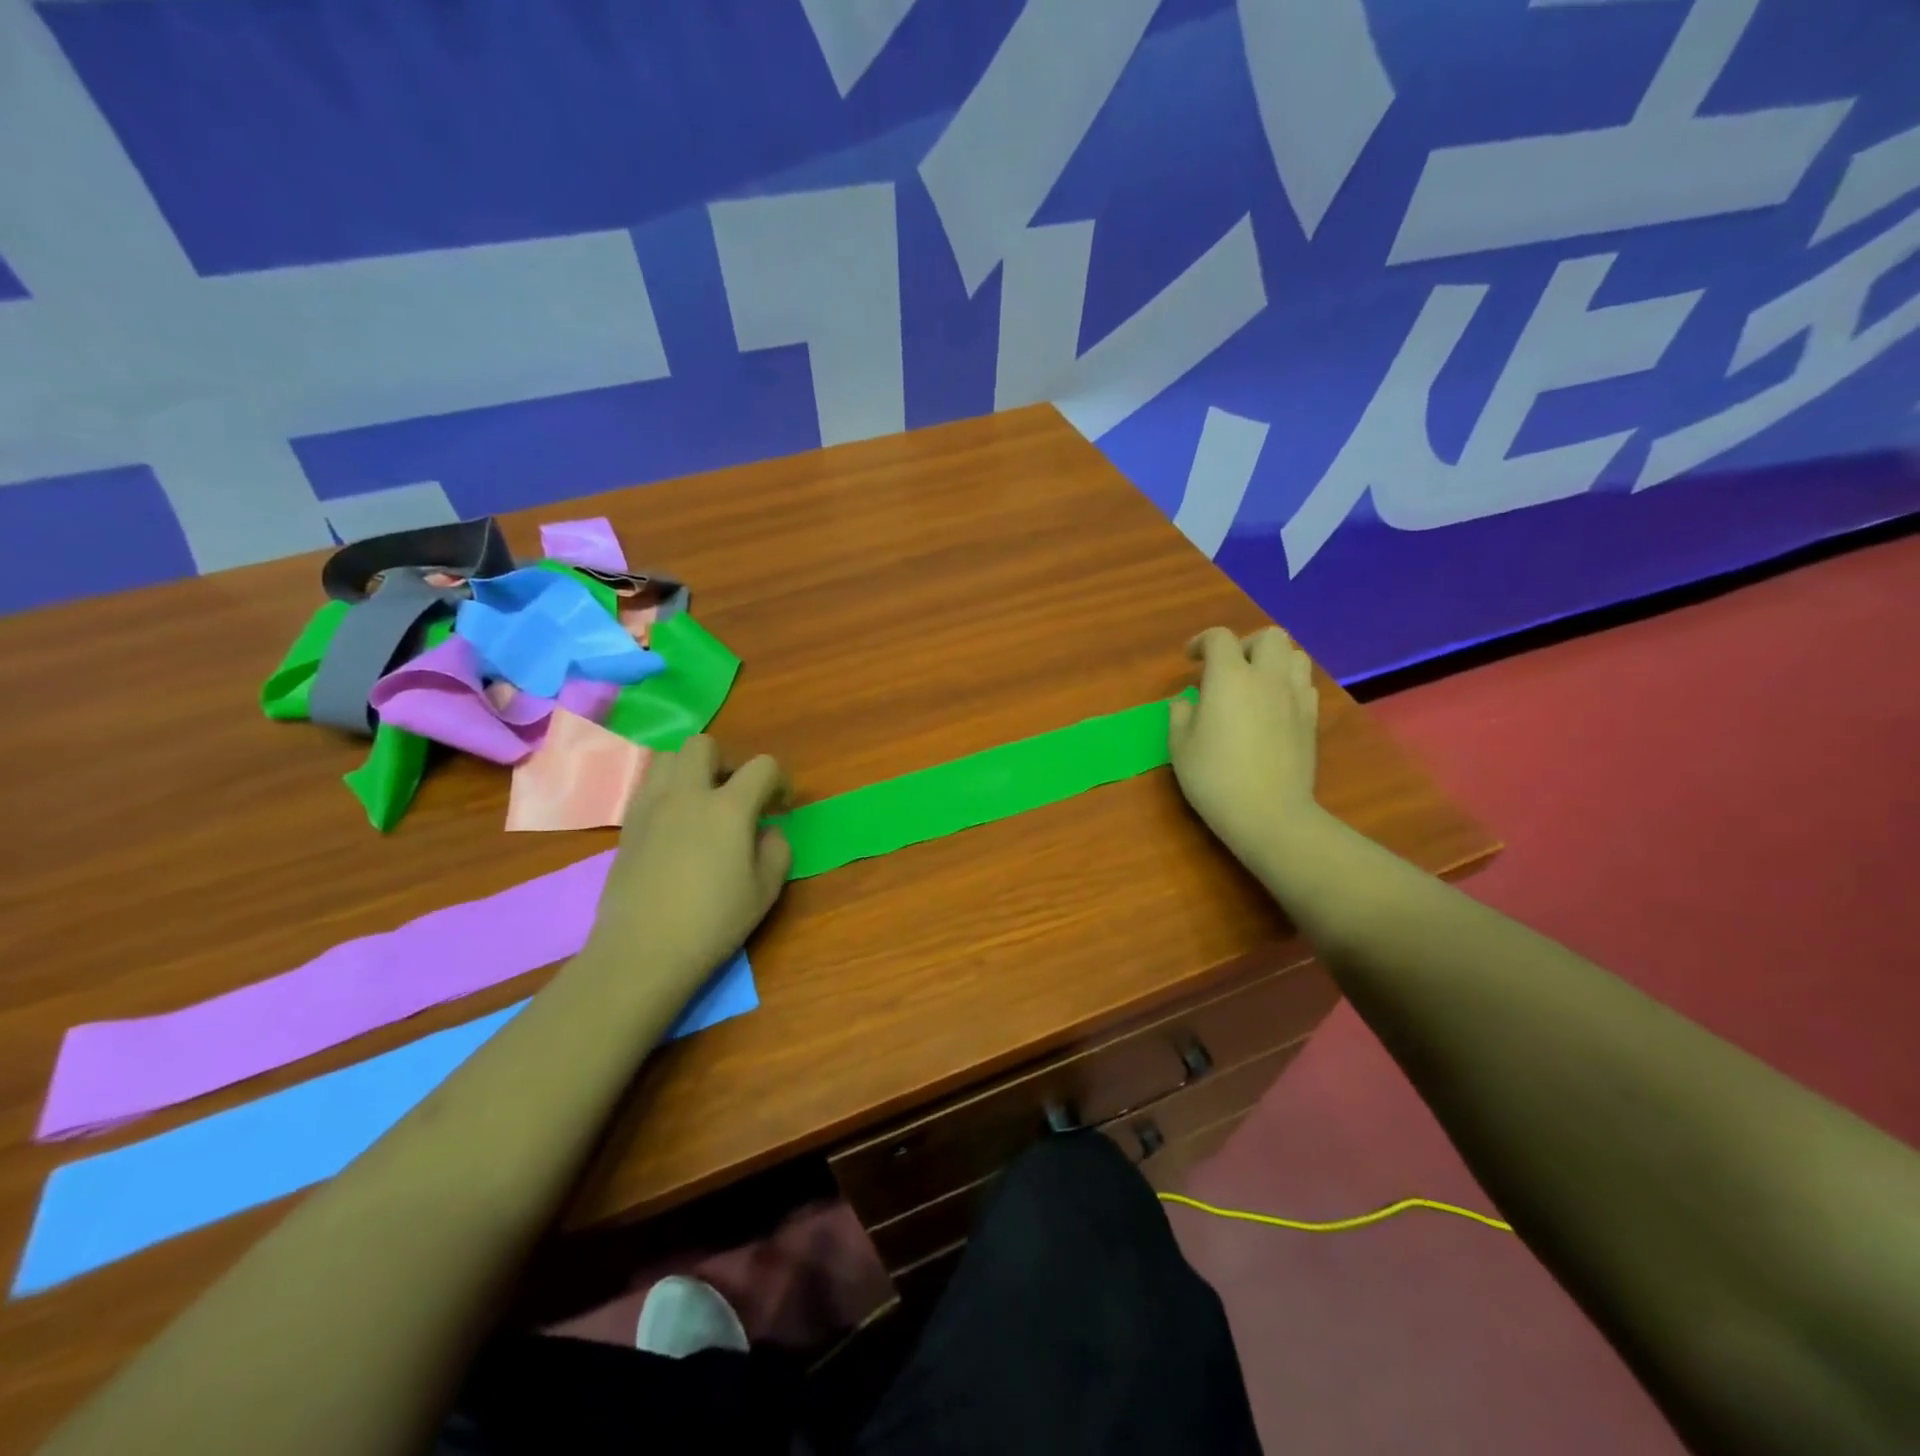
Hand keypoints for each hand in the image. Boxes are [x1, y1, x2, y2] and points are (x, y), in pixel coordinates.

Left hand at [585, 736, 792, 991]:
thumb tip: (767, 830)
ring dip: (690, 770)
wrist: (641, 951)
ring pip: (667, 757)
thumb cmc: (712, 922)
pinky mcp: (627, 825)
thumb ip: (777, 850)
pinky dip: (666, 792)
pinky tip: (675, 826)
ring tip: (701, 804)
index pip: (762, 766)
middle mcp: (687, 794)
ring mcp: (651, 806)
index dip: (779, 781)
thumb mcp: (765, 891)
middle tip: (736, 796)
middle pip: (704, 745)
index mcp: (728, 807)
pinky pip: (647, 786)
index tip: (780, 808)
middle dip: (726, 762)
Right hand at [1169, 626, 1324, 866]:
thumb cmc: (1215, 778)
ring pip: (1295, 655)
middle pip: (1268, 636)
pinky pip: (1305, 684)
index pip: (1220, 638)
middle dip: (1245, 644)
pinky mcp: (1312, 718)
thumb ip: (1180, 714)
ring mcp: (1295, 696)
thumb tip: (1186, 701)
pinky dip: (1288, 684)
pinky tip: (1274, 706)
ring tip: (1255, 683)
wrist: (1270, 813)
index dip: (1202, 642)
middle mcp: (1267, 677)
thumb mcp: (1180, 747)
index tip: (1190, 659)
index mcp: (1230, 678)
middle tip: (1228, 668)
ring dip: (1273, 660)